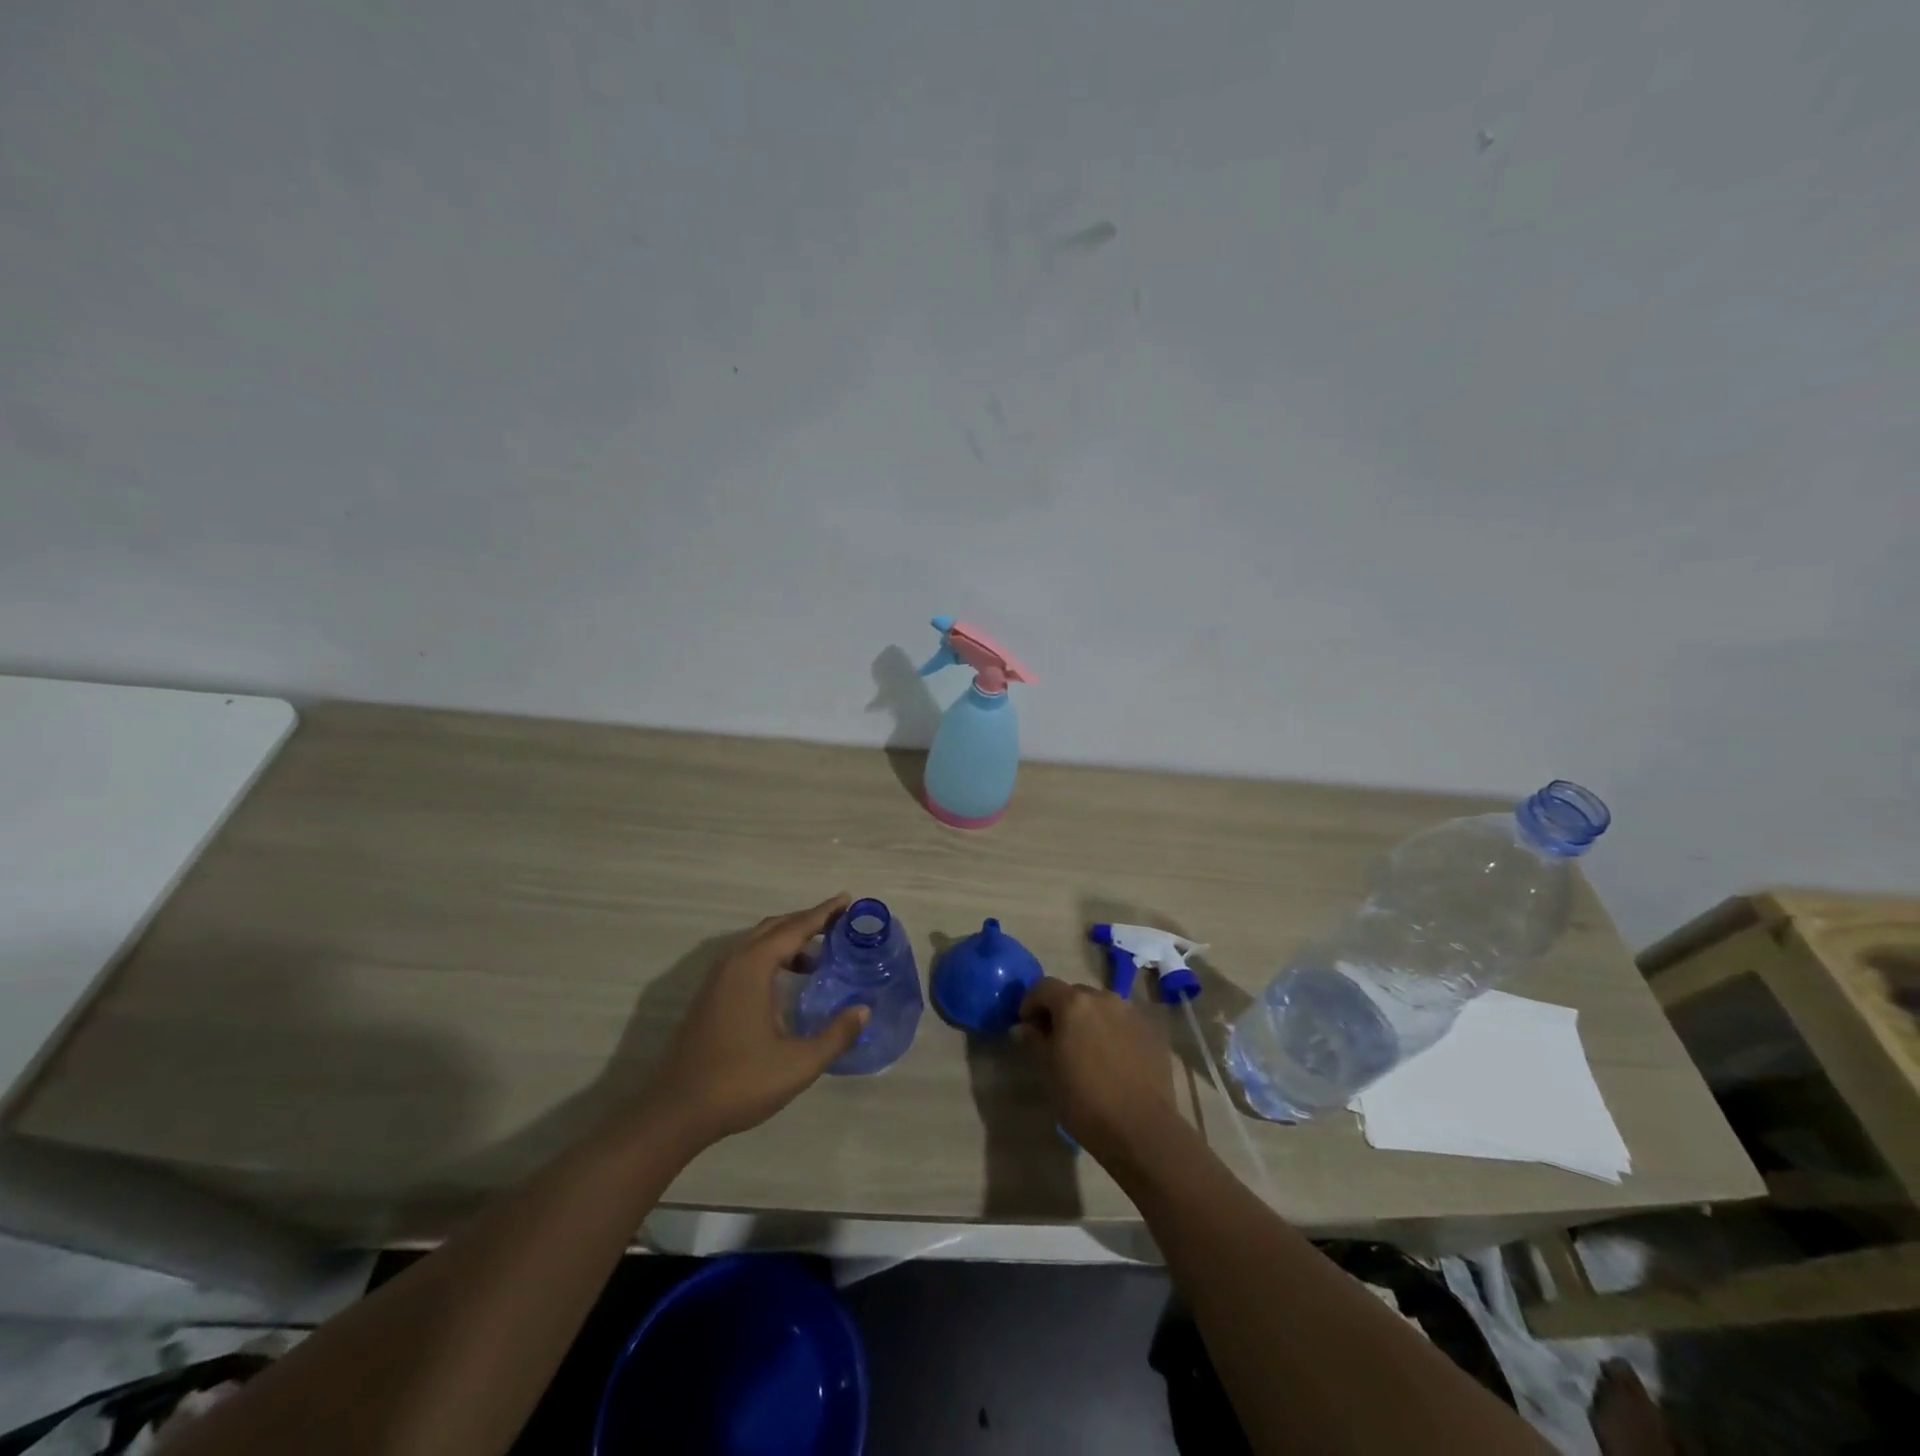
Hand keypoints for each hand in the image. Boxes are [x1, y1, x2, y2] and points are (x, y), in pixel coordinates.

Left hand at [644, 895, 868, 1145]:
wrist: (676, 1112)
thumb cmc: (740, 1082)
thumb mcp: (799, 1063)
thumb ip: (836, 1034)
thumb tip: (863, 1010)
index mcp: (753, 967)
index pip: (796, 927)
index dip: (824, 913)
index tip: (848, 900)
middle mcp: (733, 963)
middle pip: (775, 928)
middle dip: (808, 922)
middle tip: (840, 924)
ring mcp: (717, 979)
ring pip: (759, 944)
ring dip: (790, 942)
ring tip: (821, 958)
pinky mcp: (711, 997)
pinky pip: (748, 960)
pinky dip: (773, 958)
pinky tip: (789, 983)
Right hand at [1016, 977, 1179, 1170]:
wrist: (1141, 1128)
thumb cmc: (1084, 1100)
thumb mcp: (1049, 1070)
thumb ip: (1034, 1040)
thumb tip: (1023, 1027)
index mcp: (1074, 1003)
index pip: (1044, 987)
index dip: (1031, 1002)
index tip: (1027, 1024)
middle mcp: (1104, 998)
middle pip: (1075, 994)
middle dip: (1061, 1010)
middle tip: (1055, 1038)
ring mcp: (1131, 1013)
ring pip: (1101, 1007)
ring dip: (1089, 1020)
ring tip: (1086, 1049)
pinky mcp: (1151, 1032)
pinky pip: (1123, 1023)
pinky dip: (1112, 1032)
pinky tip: (1112, 1059)